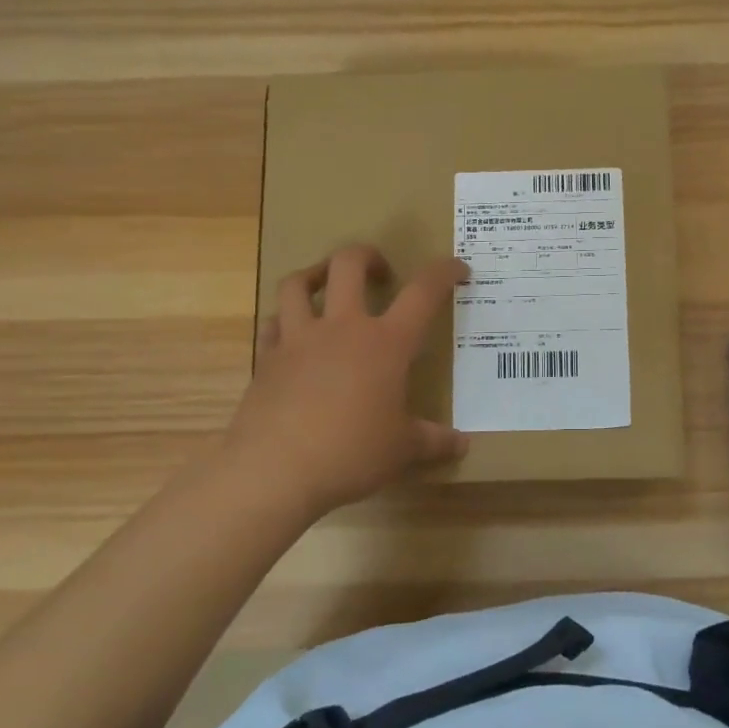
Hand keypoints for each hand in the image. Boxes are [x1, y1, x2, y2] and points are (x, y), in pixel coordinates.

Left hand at [223, 245, 469, 517]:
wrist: (273, 471)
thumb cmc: (350, 453)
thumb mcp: (401, 450)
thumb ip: (433, 441)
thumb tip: (461, 445)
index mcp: (386, 343)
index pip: (423, 291)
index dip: (444, 272)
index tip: (458, 269)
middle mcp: (342, 328)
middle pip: (349, 264)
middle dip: (367, 256)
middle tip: (381, 272)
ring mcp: (299, 339)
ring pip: (298, 283)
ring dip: (315, 273)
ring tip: (327, 283)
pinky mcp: (267, 359)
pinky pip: (273, 323)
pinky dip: (285, 319)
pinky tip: (293, 333)